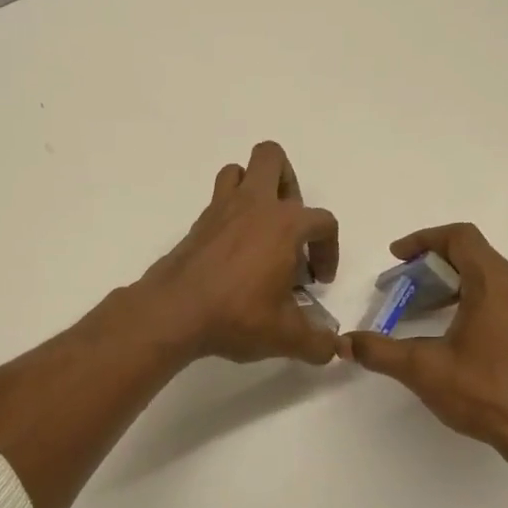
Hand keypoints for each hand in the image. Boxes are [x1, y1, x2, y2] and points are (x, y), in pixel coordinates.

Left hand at [137, 141, 340, 365]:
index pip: (323, 222)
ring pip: (239, 171)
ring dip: (255, 189)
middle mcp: (254, 205)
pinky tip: (234, 251)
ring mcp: (221, 210)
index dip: (329, 251)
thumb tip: (333, 348)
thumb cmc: (237, 316)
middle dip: (289, 184)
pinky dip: (230, 215)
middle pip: (273, 158)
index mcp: (285, 224)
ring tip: (262, 229)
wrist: (174, 312)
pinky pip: (218, 200)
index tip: (318, 281)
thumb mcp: (285, 336)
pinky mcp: (198, 224)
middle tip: (291, 229)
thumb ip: (317, 342)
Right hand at [342, 223, 507, 477]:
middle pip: (475, 257)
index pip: (460, 237)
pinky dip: (475, 304)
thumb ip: (380, 352)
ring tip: (424, 314)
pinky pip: (506, 302)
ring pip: (491, 281)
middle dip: (433, 268)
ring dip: (454, 287)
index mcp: (497, 284)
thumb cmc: (488, 394)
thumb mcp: (424, 371)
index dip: (423, 240)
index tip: (396, 258)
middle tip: (403, 290)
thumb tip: (345, 343)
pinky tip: (457, 339)